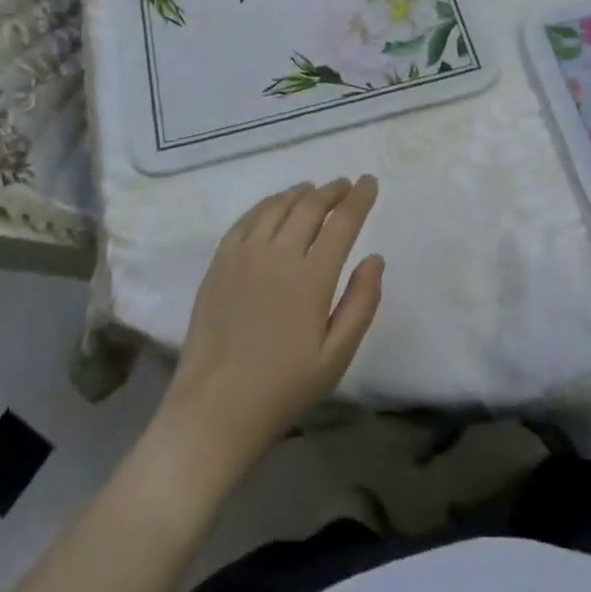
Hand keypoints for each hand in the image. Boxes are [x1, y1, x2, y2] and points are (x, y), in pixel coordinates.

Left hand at [157, 176, 384, 476]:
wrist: (214, 409)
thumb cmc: (283, 387)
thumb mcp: (336, 356)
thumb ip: (361, 303)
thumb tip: (375, 258)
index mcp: (312, 277)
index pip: (342, 222)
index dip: (359, 198)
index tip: (370, 182)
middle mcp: (278, 254)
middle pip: (310, 206)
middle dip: (333, 191)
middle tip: (346, 184)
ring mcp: (244, 255)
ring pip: (277, 206)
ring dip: (300, 192)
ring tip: (313, 189)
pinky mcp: (220, 262)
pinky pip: (246, 219)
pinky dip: (267, 204)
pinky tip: (274, 205)